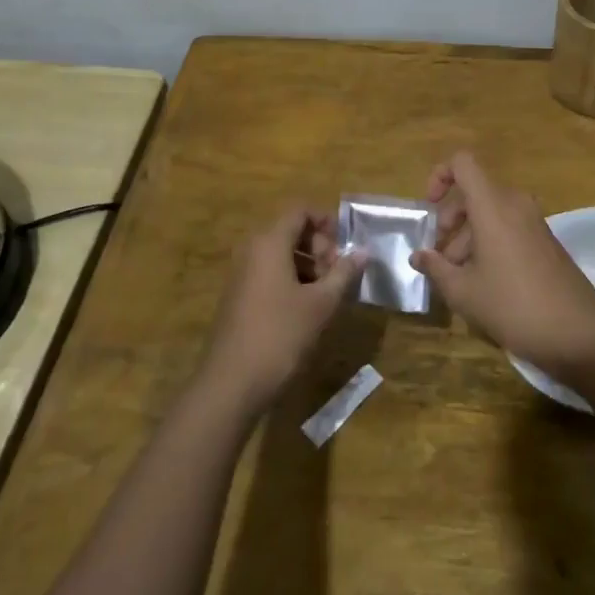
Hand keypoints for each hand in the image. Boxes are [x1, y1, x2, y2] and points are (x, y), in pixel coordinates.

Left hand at [197, 207, 364, 415]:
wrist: (231, 383)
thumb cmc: (280, 335)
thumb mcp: (321, 304)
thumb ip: (343, 273)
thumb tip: (363, 252)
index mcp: (269, 242)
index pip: (299, 211)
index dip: (325, 221)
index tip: (345, 245)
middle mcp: (251, 250)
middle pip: (290, 231)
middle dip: (318, 246)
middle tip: (338, 274)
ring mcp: (241, 274)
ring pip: (280, 254)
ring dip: (307, 265)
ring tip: (327, 294)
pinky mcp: (238, 297)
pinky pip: (268, 273)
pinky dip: (290, 280)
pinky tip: (306, 308)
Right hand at [410, 152, 594, 375]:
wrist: (578, 332)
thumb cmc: (512, 306)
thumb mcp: (464, 292)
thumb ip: (436, 268)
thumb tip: (418, 256)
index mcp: (493, 206)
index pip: (463, 163)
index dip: (440, 176)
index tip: (429, 207)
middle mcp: (515, 204)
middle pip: (474, 192)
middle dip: (451, 218)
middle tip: (441, 254)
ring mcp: (534, 222)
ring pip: (491, 212)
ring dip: (469, 236)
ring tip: (458, 276)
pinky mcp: (546, 240)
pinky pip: (509, 227)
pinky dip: (491, 242)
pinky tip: (484, 281)